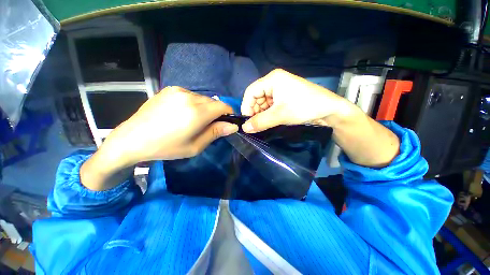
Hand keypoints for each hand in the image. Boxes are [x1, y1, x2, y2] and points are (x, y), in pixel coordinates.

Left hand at [111, 86, 237, 163]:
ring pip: (203, 98)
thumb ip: (216, 133)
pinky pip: (191, 95)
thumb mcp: (195, 146)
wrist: (132, 139)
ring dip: (205, 108)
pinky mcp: (170, 89)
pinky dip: (194, 103)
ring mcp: (178, 90)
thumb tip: (233, 126)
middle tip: (208, 126)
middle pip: (214, 102)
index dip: (228, 114)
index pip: (223, 106)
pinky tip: (183, 113)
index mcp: (197, 112)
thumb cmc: (166, 147)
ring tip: (194, 120)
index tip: (226, 123)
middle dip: (216, 113)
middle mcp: (189, 97)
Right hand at [241, 69, 352, 132]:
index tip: (246, 121)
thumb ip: (260, 122)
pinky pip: (270, 107)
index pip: (251, 92)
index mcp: (272, 79)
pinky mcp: (283, 99)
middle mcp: (274, 83)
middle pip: (256, 98)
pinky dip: (267, 115)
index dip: (246, 106)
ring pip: (263, 104)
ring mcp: (279, 91)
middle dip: (254, 112)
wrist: (329, 110)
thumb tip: (244, 129)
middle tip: (255, 125)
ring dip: (261, 115)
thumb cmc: (305, 107)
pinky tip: (269, 122)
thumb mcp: (280, 115)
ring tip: (263, 125)